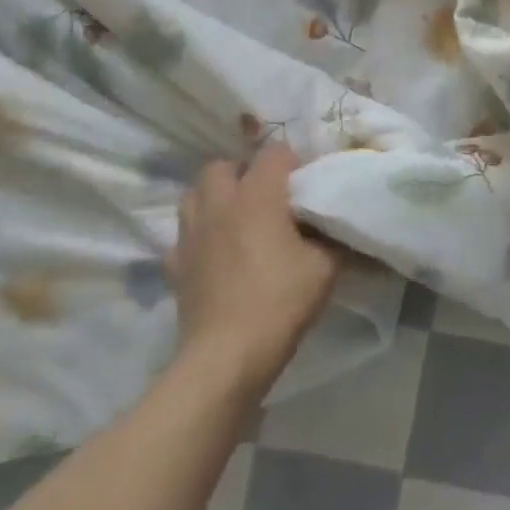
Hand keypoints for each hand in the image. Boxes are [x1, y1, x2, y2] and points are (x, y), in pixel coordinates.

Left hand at [168, 145, 342, 397]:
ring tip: (237, 215)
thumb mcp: (326, 265)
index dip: (292, 161)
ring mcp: (191, 235)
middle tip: (266, 194)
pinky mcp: (174, 266)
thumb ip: (331, 236)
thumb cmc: (280, 300)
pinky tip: (213, 251)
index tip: (305, 182)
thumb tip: (334, 225)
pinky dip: (197, 236)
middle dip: (243, 171)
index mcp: (258, 197)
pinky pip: (181, 236)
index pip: (274, 153)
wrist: (227, 356)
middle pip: (221, 166)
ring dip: (214, 196)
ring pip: (193, 195)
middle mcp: (219, 205)